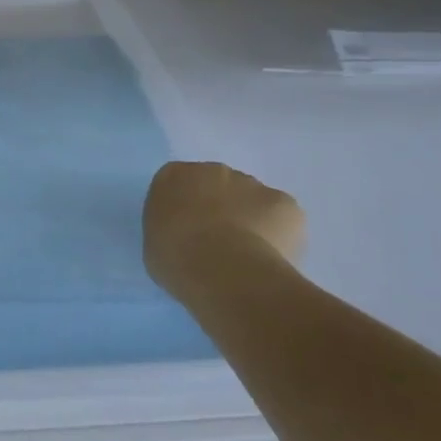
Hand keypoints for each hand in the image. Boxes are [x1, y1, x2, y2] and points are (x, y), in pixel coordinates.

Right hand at [142, 161, 304, 289]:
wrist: (223, 271)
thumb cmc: (175, 257)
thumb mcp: (155, 243)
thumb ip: (170, 228)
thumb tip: (187, 235)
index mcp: (173, 176)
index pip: (179, 185)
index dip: (187, 208)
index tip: (189, 232)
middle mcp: (213, 170)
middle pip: (219, 187)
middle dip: (221, 209)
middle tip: (220, 245)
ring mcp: (252, 184)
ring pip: (253, 201)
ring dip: (251, 220)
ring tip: (248, 258)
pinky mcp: (286, 203)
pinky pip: (282, 218)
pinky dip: (280, 235)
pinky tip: (270, 259)